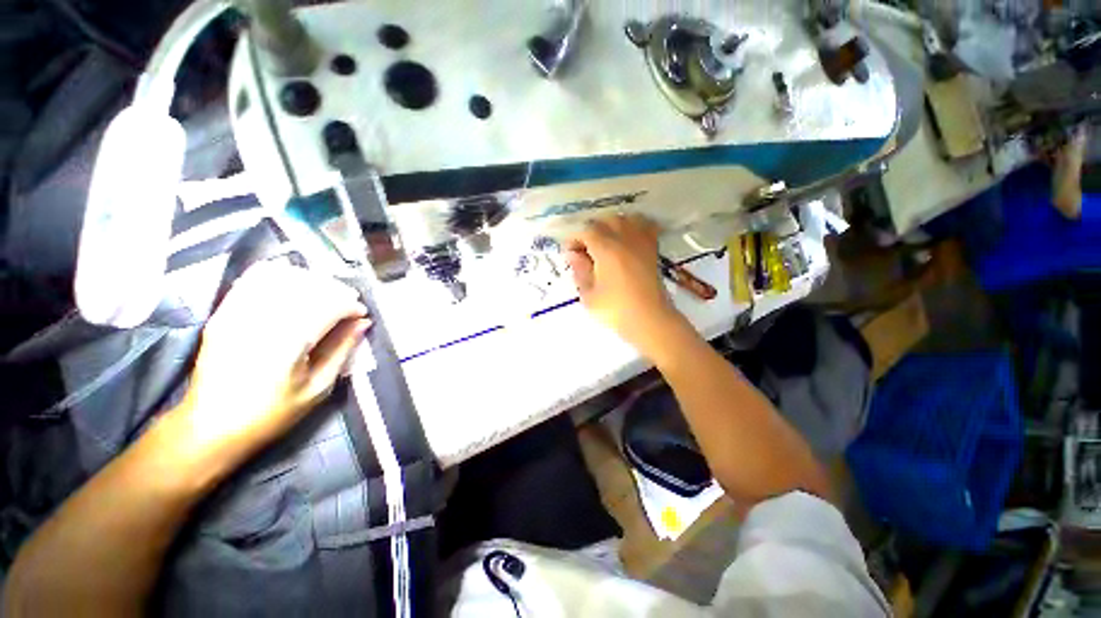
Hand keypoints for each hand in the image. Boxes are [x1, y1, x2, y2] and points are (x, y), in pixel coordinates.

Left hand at [174, 262, 369, 460]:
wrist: (209, 427)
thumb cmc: (271, 414)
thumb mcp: (317, 388)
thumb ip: (341, 351)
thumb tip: (362, 324)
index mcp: (288, 344)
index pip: (328, 307)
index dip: (350, 306)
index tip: (362, 315)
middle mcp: (261, 322)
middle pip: (307, 287)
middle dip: (335, 290)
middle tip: (348, 303)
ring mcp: (236, 314)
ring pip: (281, 278)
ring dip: (310, 281)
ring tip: (324, 294)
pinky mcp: (223, 313)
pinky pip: (252, 280)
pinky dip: (277, 275)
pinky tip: (293, 282)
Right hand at [565, 215, 687, 358]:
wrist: (650, 321)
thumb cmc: (616, 311)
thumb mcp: (589, 295)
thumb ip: (580, 271)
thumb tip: (574, 254)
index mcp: (607, 249)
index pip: (587, 230)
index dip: (575, 239)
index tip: (570, 253)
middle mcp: (625, 239)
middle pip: (606, 220)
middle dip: (592, 231)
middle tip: (585, 250)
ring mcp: (642, 242)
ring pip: (626, 219)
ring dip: (611, 226)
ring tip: (605, 243)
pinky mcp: (653, 250)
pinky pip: (645, 226)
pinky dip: (634, 226)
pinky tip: (627, 239)